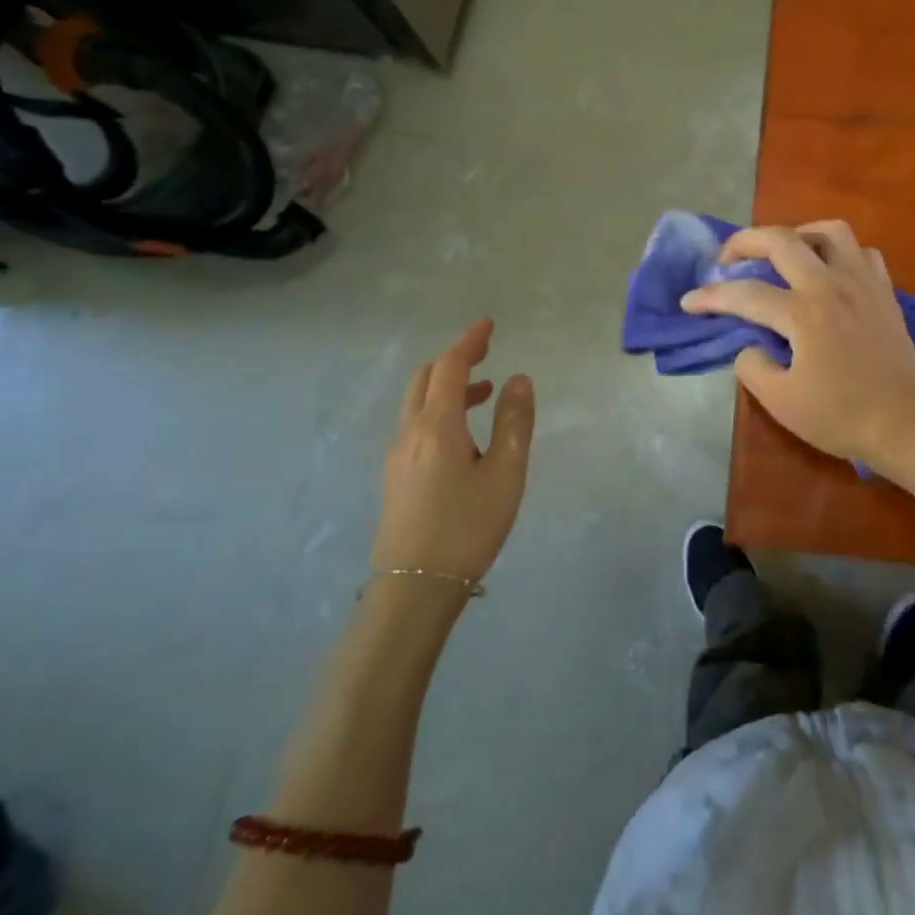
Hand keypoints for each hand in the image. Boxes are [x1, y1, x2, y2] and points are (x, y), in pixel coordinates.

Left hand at [371, 319, 535, 580]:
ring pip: (418, 401)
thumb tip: (518, 379)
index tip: (489, 324)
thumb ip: (514, 421)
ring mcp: (398, 455)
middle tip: (486, 352)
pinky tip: (463, 433)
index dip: (470, 341)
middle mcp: (410, 432)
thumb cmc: (467, 528)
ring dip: (448, 385)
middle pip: (426, 378)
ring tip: (484, 393)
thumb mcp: (505, 474)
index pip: (451, 367)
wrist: (414, 590)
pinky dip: (439, 409)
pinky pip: (415, 423)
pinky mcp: (396, 476)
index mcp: (437, 425)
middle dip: (455, 358)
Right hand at [681, 222, 914, 492]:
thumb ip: (753, 367)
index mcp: (804, 313)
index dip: (711, 296)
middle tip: (727, 259)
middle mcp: (831, 285)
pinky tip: (828, 271)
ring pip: (829, 231)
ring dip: (797, 234)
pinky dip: (839, 252)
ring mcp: (862, 282)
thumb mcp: (782, 402)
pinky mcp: (884, 291)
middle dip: (744, 242)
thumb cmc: (842, 416)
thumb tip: (749, 345)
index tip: (689, 302)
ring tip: (782, 254)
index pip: (745, 294)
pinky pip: (861, 252)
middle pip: (781, 240)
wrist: (906, 425)